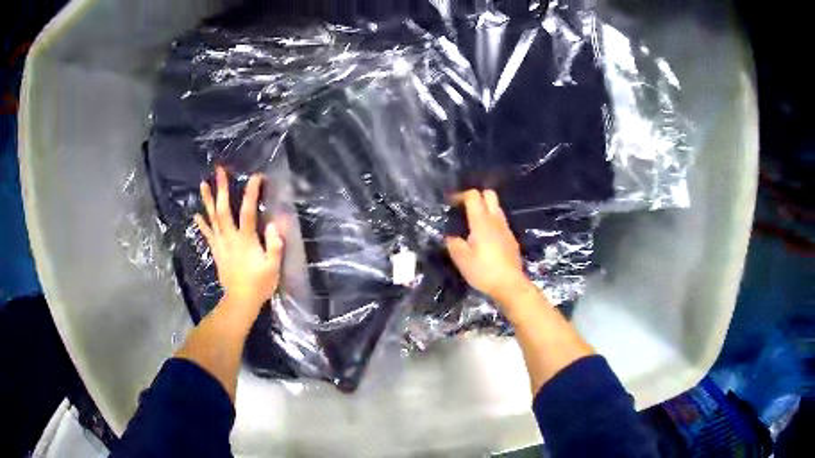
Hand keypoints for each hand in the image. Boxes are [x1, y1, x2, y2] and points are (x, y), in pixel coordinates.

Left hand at [194, 166, 283, 314]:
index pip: (248, 211)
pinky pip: (207, 234)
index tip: (256, 176)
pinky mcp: (216, 251)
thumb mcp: (273, 267)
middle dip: (221, 188)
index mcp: (246, 240)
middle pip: (223, 210)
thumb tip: (273, 224)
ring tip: (203, 184)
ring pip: (212, 218)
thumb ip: (274, 245)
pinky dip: (202, 223)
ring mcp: (221, 244)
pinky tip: (197, 214)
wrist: (241, 301)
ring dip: (207, 200)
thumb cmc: (259, 284)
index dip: (251, 193)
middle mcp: (230, 238)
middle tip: (219, 171)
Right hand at [446, 190, 528, 303]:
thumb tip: (451, 237)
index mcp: (482, 221)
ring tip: (473, 224)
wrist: (510, 285)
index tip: (450, 203)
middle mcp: (496, 220)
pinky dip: (492, 223)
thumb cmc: (484, 271)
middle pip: (489, 194)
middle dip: (476, 196)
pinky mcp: (512, 239)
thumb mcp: (461, 259)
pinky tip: (485, 239)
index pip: (473, 195)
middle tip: (464, 209)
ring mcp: (506, 229)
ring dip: (485, 210)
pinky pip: (501, 223)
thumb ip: (453, 244)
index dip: (460, 195)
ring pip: (496, 208)